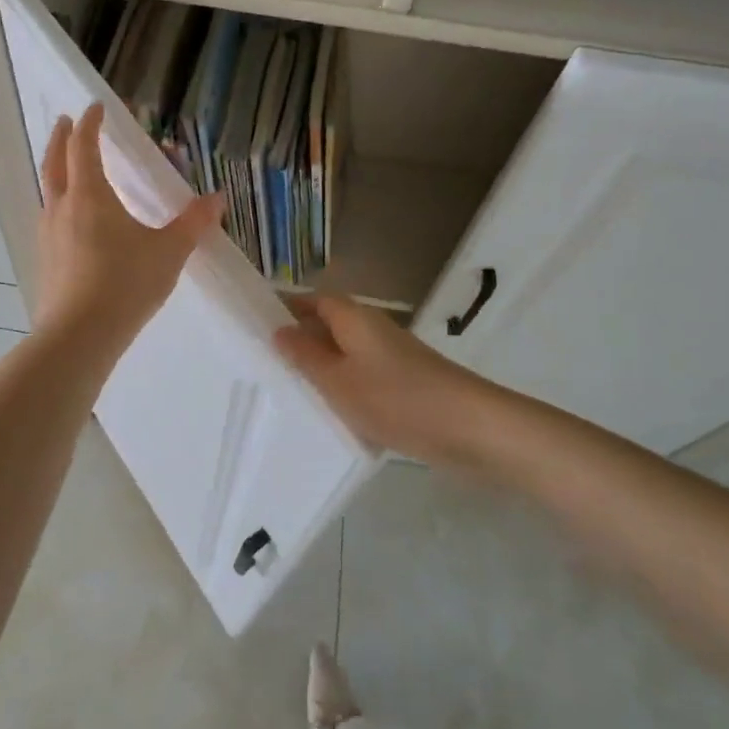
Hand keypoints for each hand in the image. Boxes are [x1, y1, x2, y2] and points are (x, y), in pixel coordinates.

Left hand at [35, 104, 222, 353]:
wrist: (79, 335)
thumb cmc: (126, 284)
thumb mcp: (168, 252)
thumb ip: (193, 223)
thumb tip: (217, 198)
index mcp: (89, 196)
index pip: (84, 146)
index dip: (90, 124)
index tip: (95, 108)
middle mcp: (62, 208)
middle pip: (54, 162)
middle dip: (60, 138)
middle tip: (64, 122)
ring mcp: (48, 235)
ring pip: (48, 190)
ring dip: (56, 170)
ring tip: (68, 169)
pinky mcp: (45, 260)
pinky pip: (50, 217)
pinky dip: (59, 202)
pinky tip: (72, 220)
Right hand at [273, 294, 484, 465]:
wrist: (471, 428)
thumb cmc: (396, 399)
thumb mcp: (338, 380)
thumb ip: (305, 356)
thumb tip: (279, 329)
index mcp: (354, 318)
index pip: (314, 300)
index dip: (288, 307)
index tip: (257, 326)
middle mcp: (373, 328)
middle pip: (330, 325)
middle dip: (302, 341)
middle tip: (266, 364)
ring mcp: (393, 355)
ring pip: (347, 353)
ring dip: (324, 368)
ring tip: (292, 392)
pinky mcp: (407, 382)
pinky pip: (365, 376)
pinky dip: (347, 387)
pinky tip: (335, 414)